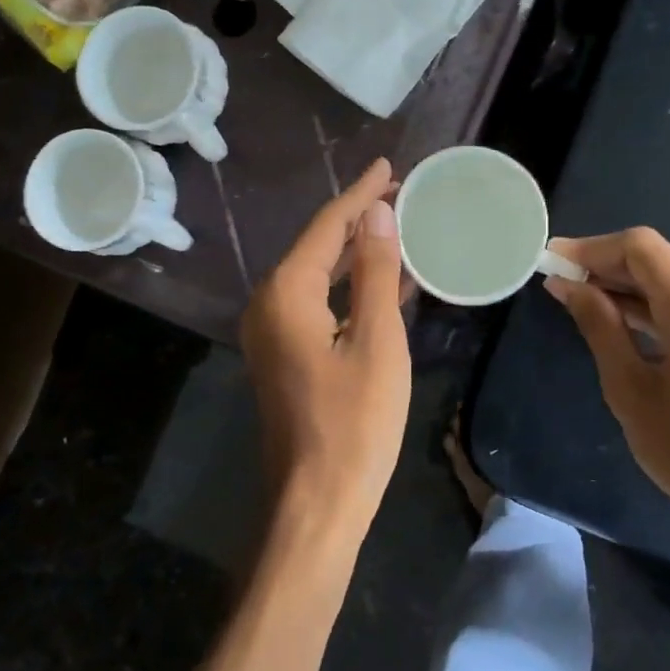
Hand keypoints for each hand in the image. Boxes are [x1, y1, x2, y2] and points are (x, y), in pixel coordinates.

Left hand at [242, 158, 411, 545]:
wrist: (317, 504)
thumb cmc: (354, 424)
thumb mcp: (378, 342)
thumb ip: (377, 273)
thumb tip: (377, 214)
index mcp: (287, 294)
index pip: (327, 227)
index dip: (360, 194)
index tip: (389, 166)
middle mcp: (269, 305)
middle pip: (318, 246)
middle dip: (358, 218)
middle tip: (400, 191)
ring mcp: (272, 333)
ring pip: (318, 275)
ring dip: (356, 251)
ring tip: (396, 225)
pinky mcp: (284, 356)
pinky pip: (318, 304)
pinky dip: (350, 287)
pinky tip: (384, 281)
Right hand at [545, 228, 669, 558]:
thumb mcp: (629, 389)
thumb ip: (598, 324)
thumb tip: (566, 284)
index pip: (641, 249)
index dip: (592, 249)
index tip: (552, 261)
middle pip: (659, 262)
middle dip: (607, 268)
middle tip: (560, 282)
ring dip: (629, 287)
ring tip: (581, 299)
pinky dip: (657, 305)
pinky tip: (621, 317)